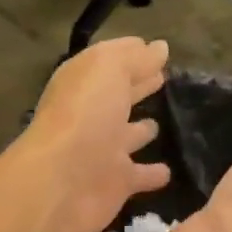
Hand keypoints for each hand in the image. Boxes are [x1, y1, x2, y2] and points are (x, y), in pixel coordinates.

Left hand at [1, 38, 171, 231]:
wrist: (62, 182)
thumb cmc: (84, 114)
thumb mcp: (109, 70)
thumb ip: (135, 58)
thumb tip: (160, 47)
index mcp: (84, 84)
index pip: (111, 63)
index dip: (132, 55)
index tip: (159, 51)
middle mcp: (91, 115)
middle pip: (118, 98)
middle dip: (137, 87)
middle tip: (162, 79)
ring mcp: (103, 151)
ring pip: (127, 136)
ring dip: (142, 130)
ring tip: (162, 123)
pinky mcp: (116, 184)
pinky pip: (140, 176)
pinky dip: (153, 174)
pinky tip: (169, 170)